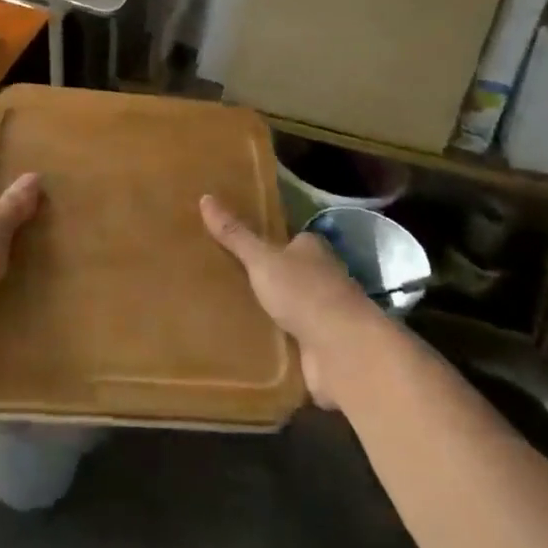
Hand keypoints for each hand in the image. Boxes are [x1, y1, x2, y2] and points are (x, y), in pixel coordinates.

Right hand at [201, 196, 373, 408]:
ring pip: (290, 307)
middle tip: (225, 279)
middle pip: (288, 273)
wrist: (343, 351)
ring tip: (229, 311)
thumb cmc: (304, 293)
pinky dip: (275, 340)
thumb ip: (235, 234)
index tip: (238, 246)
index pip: (288, 240)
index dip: (266, 243)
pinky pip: (290, 338)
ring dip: (270, 311)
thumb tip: (205, 197)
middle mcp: (323, 277)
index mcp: (312, 249)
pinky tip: (249, 342)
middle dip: (265, 278)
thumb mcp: (262, 259)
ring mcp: (324, 314)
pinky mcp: (321, 347)